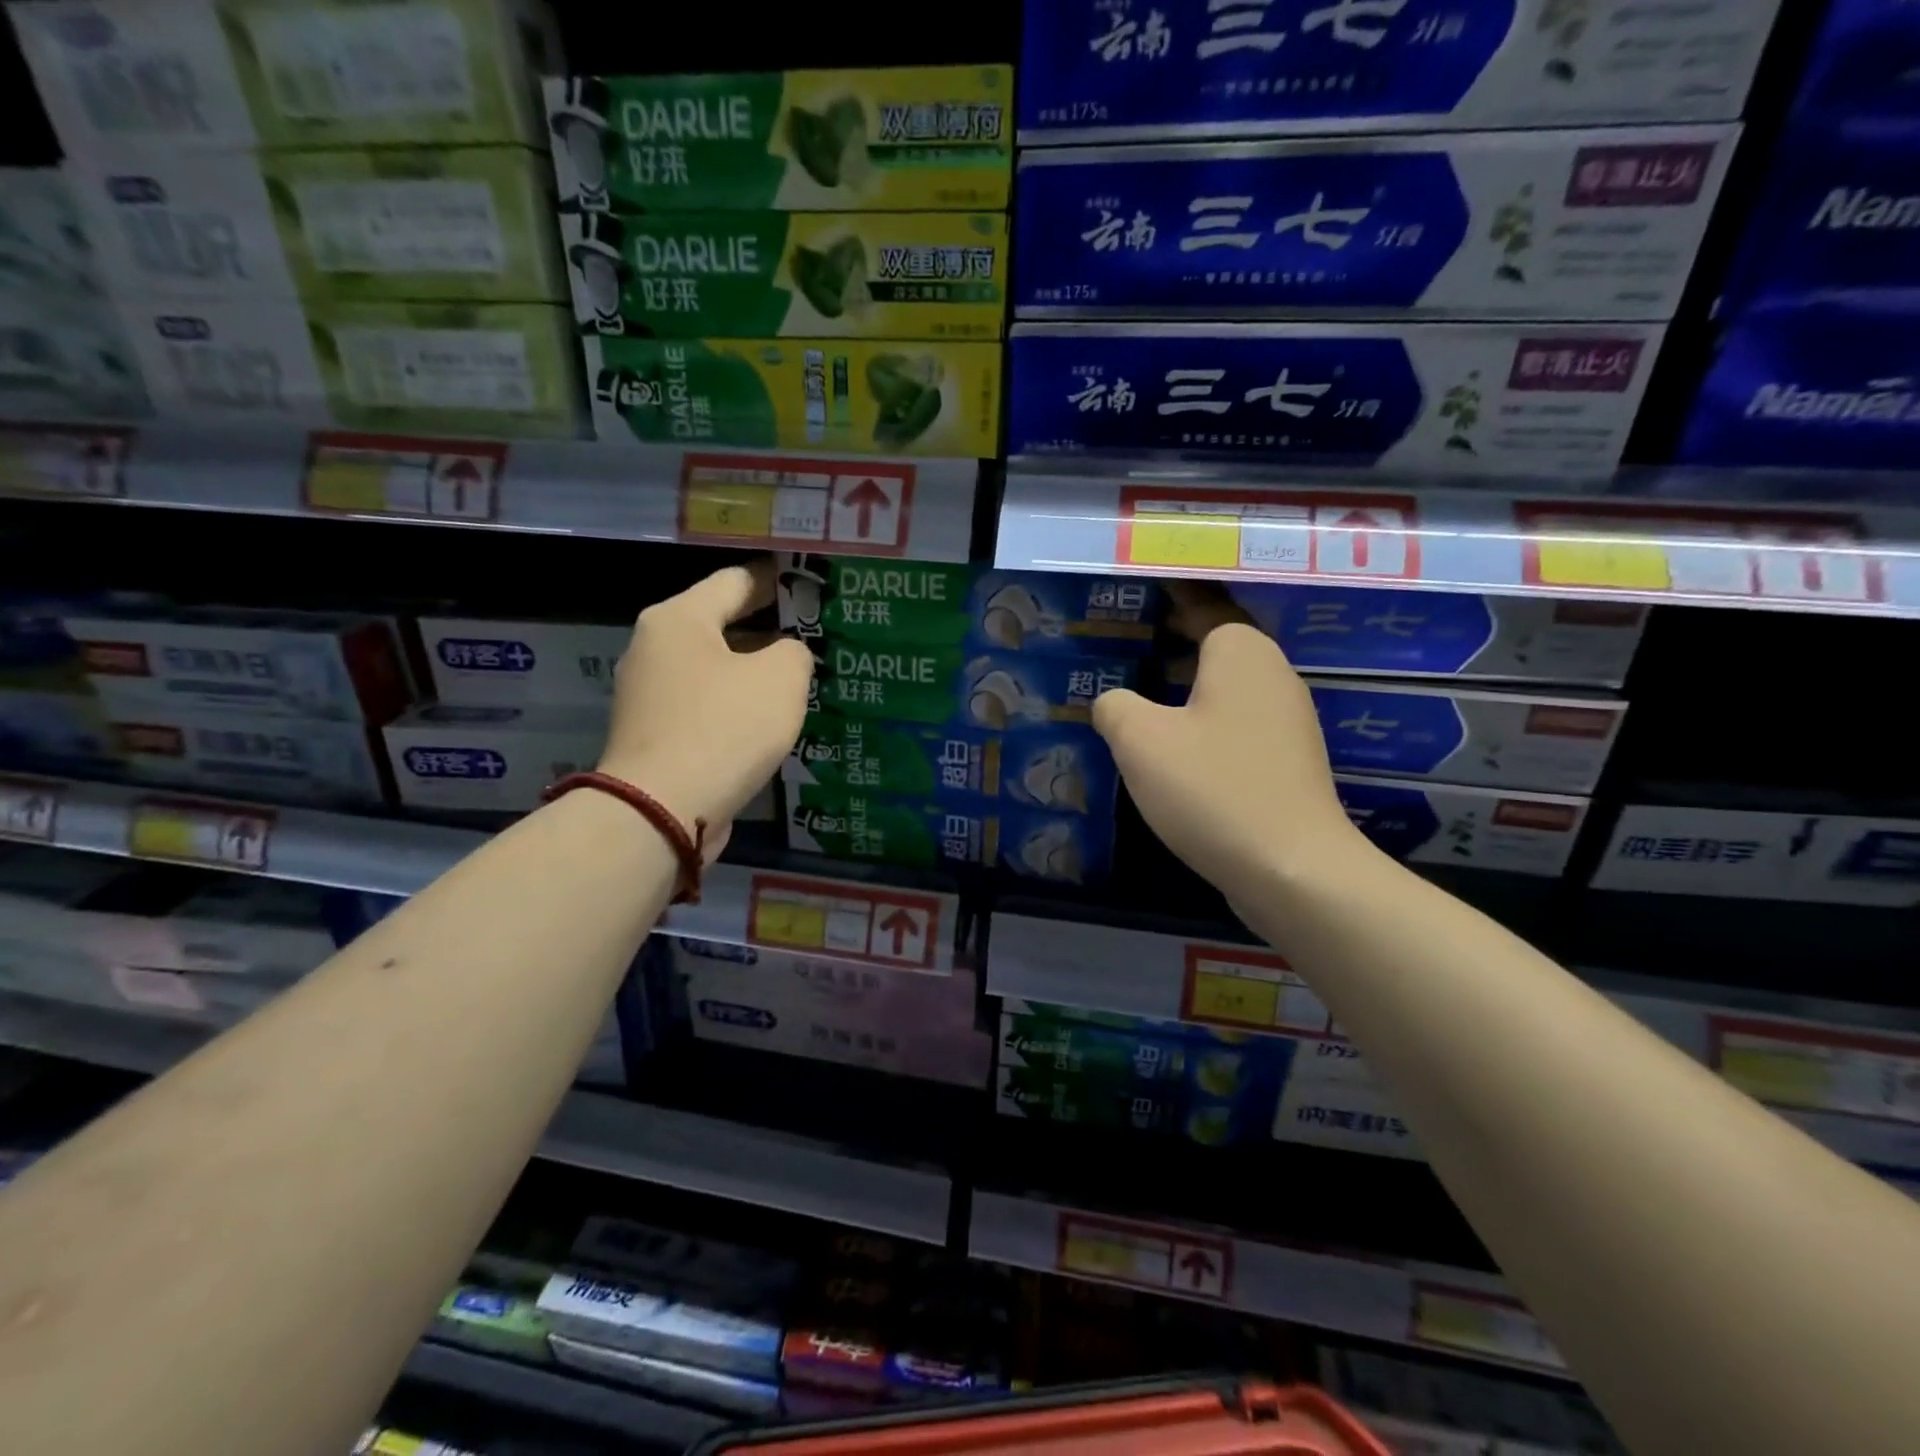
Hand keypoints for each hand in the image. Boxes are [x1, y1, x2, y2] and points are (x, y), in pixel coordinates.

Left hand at [598, 561, 813, 853]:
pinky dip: (734, 707)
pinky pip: (704, 706)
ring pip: (713, 669)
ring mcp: (648, 695)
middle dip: (766, 630)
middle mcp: (654, 648)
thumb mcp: (781, 678)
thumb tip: (784, 656)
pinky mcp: (653, 735)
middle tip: (811, 637)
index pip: (735, 581)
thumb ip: (794, 652)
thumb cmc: (724, 728)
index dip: (776, 581)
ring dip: (751, 673)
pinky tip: (766, 722)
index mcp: (679, 619)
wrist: (661, 811)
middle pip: (720, 625)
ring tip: (796, 682)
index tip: (807, 586)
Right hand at [1093, 620, 1375, 911]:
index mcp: (1241, 653)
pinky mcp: (1286, 761)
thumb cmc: (1212, 788)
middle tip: (1125, 643)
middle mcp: (1272, 675)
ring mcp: (1285, 721)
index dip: (1169, 597)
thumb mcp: (1139, 740)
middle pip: (1215, 645)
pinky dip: (1203, 721)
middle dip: (1172, 642)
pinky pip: (1235, 723)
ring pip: (1225, 687)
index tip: (1141, 589)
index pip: (1201, 606)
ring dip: (1186, 686)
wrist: (1292, 868)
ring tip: (1140, 694)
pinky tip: (1173, 747)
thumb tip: (1113, 701)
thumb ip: (1114, 706)